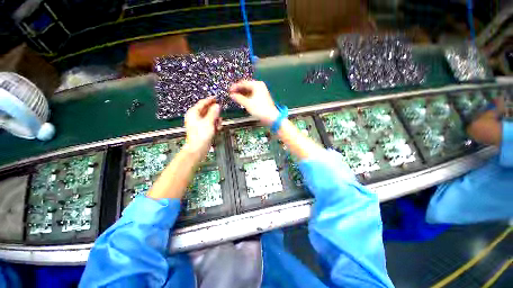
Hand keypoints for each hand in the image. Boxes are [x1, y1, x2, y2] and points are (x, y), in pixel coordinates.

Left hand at [184, 97, 220, 159]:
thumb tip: (217, 106)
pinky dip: (214, 125)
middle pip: (207, 110)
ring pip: (210, 117)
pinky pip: (210, 123)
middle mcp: (196, 117)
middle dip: (215, 113)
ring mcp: (199, 123)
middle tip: (220, 114)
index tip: (216, 98)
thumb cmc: (200, 135)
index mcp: (193, 113)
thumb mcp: (208, 122)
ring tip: (218, 124)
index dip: (210, 100)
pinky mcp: (203, 129)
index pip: (202, 103)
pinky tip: (217, 128)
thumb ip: (213, 113)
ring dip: (216, 120)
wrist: (198, 148)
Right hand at [229, 80, 278, 125]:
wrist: (271, 117)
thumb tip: (232, 95)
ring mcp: (261, 92)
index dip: (235, 87)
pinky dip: (247, 97)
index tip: (229, 91)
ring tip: (235, 98)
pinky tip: (242, 100)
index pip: (243, 83)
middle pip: (246, 86)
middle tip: (231, 94)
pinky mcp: (262, 98)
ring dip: (242, 94)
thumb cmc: (259, 109)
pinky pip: (252, 95)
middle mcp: (259, 86)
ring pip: (249, 91)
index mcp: (257, 85)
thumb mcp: (247, 103)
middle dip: (239, 90)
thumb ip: (239, 98)